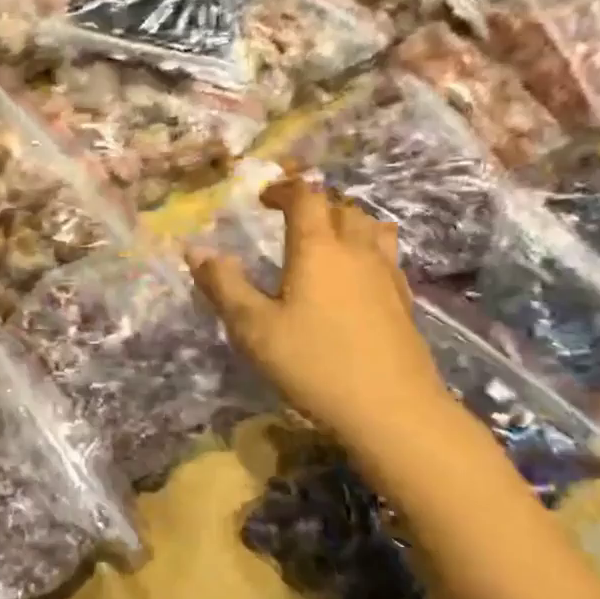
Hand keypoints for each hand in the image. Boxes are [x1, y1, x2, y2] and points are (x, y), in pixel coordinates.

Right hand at [186, 178, 450, 444]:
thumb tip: (195, 249)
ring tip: (325, 241)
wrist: (391, 408)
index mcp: (318, 248)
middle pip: (341, 207)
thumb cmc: (313, 363)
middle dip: (314, 205)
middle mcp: (356, 250)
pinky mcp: (403, 300)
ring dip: (345, 223)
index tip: (263, 199)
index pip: (306, 197)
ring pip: (371, 228)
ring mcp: (386, 274)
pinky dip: (365, 250)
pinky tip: (353, 279)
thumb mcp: (253, 327)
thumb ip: (224, 285)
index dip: (283, 190)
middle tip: (289, 221)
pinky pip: (385, 256)